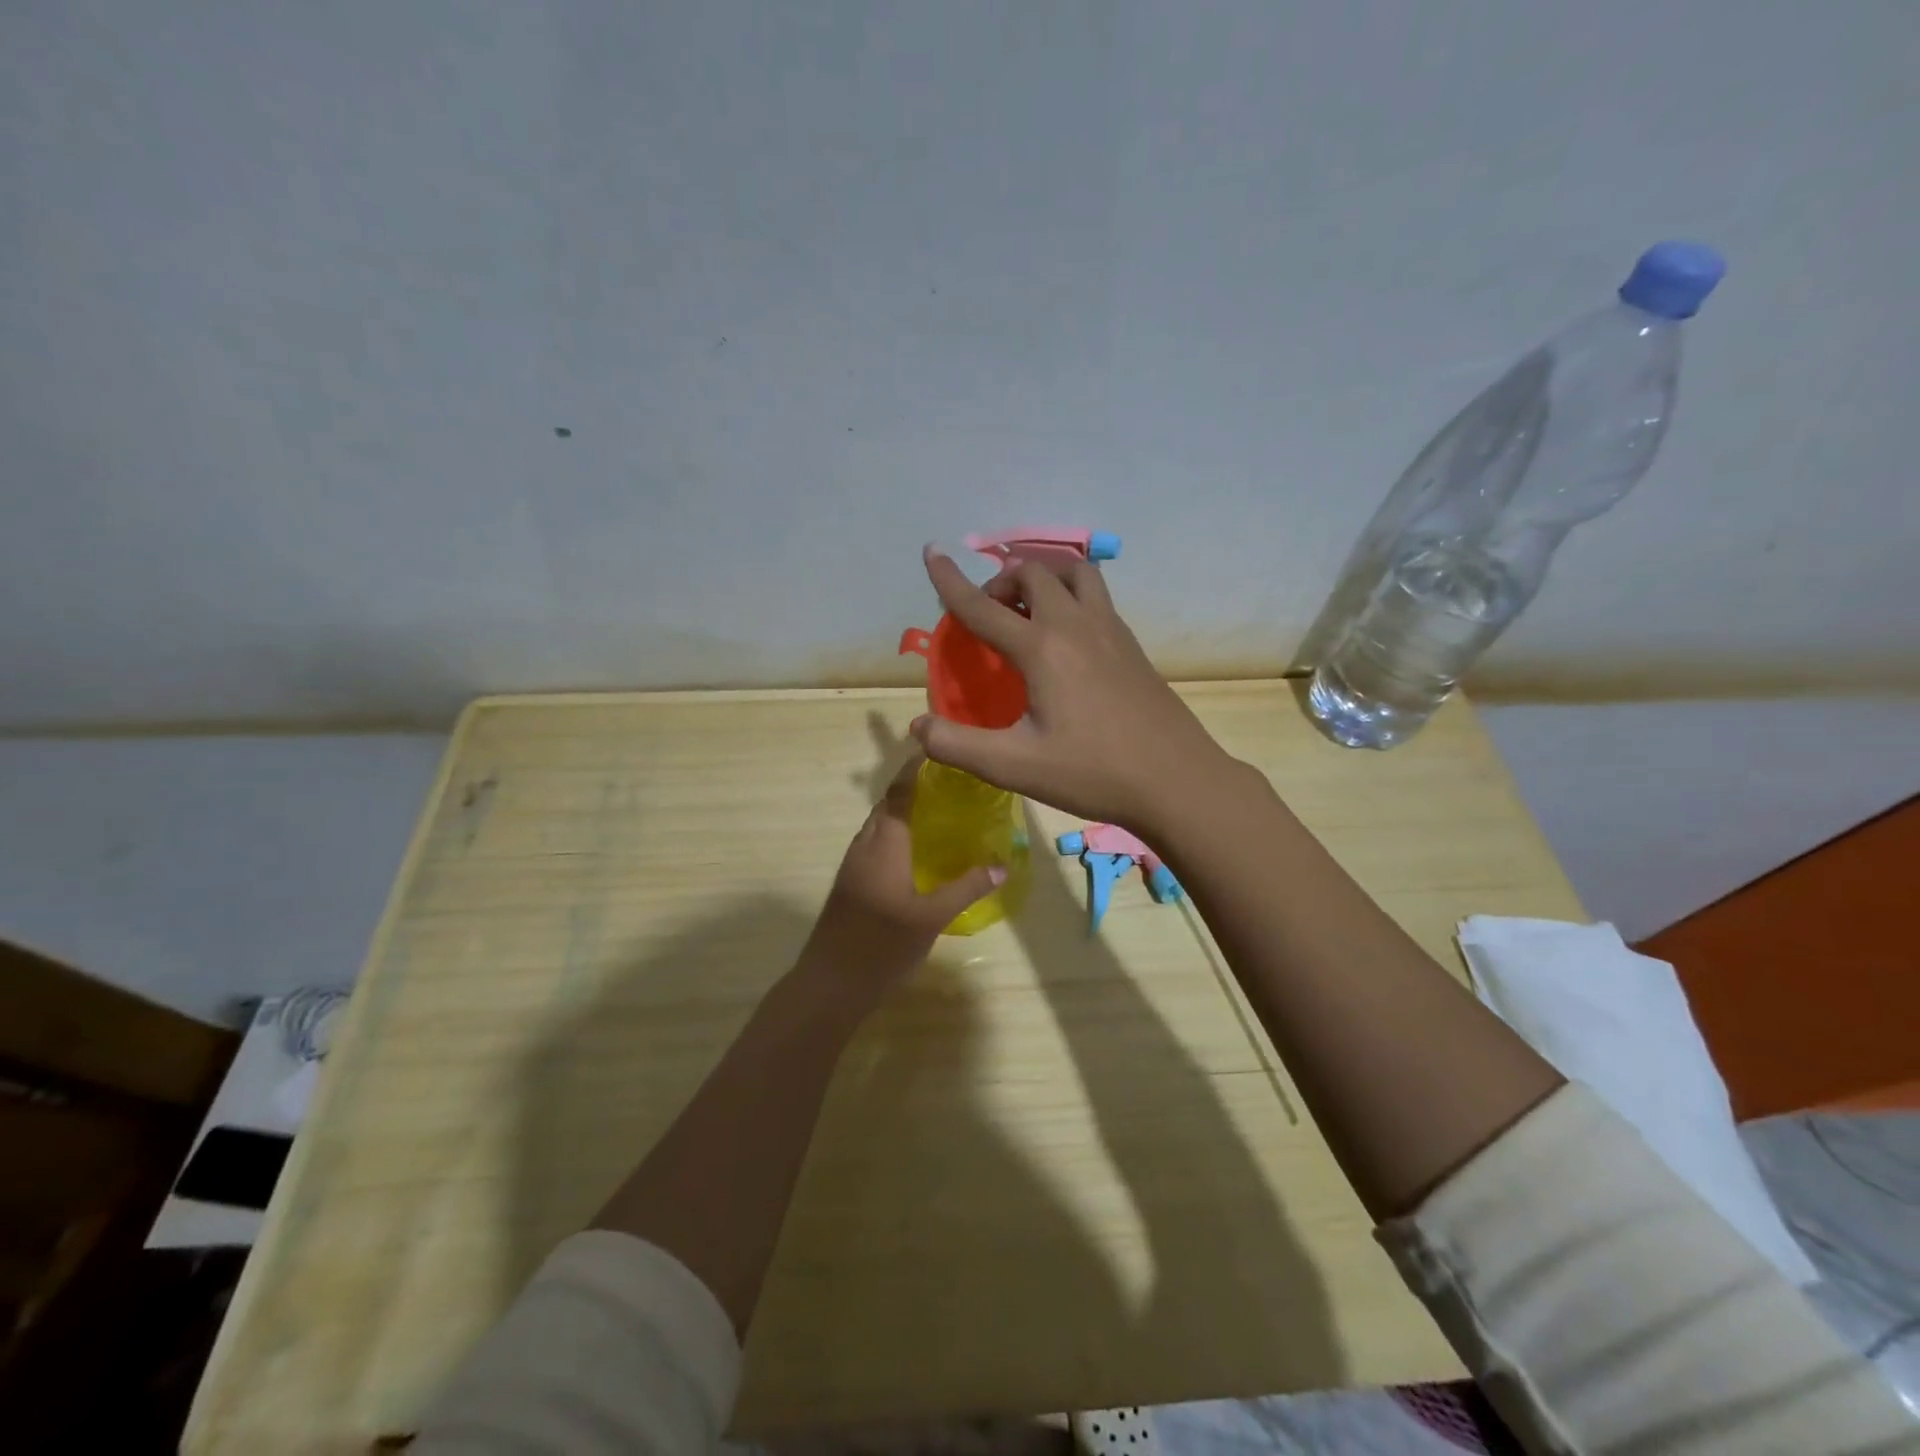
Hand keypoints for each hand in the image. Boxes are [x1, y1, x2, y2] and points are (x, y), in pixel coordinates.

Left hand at [799, 755, 1003, 993]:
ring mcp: (854, 865)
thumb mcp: (931, 918)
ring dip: (904, 813)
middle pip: (888, 805)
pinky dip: (897, 835)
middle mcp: (864, 846)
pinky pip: (876, 844)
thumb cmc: (881, 946)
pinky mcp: (851, 883)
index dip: (915, 769)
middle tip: (952, 786)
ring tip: (941, 814)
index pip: (899, 793)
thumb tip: (1000, 866)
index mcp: (883, 844)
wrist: (830, 984)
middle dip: (914, 789)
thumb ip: (966, 889)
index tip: (938, 751)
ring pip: (880, 826)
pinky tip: (919, 854)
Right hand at [912, 545, 1242, 836]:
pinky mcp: (1131, 645)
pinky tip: (1066, 633)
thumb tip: (918, 726)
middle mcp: (1076, 626)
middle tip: (987, 612)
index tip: (930, 552)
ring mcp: (1111, 631)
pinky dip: (1070, 593)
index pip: (983, 606)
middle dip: (1000, 580)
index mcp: (1042, 648)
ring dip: (1043, 576)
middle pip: (1033, 573)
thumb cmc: (1092, 773)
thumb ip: (958, 745)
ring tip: (1027, 607)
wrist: (1176, 780)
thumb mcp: (1015, 766)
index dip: (950, 580)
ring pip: (1074, 572)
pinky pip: (1096, 595)